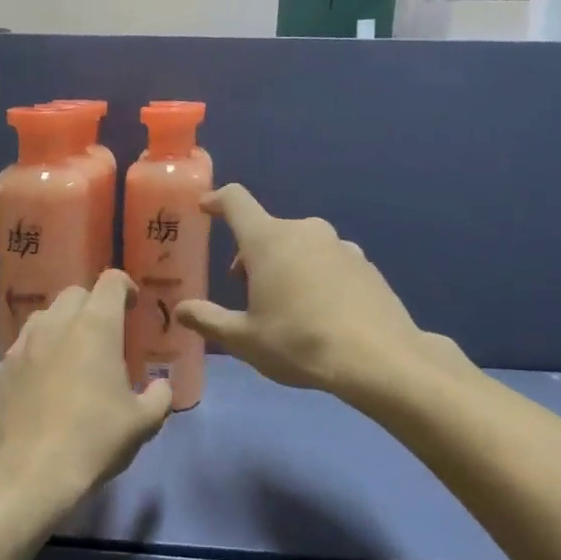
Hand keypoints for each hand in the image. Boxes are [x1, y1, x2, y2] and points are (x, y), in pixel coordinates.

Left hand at [0, 271, 172, 524]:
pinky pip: (21, 349)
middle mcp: (55, 325)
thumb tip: (161, 386)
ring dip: (61, 326)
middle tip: (104, 334)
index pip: (110, 282)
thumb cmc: (95, 440)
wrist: (32, 473)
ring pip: (43, 317)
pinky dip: (36, 355)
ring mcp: (21, 346)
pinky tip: (42, 383)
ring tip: (71, 354)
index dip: (124, 286)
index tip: (132, 305)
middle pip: (74, 294)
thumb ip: (159, 396)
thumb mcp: (144, 422)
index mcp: (95, 328)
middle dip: (92, 305)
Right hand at [176, 184, 441, 400]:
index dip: (217, 200)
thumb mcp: (244, 339)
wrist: (378, 358)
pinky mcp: (365, 264)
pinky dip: (316, 275)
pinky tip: (322, 312)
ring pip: (300, 245)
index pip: (236, 201)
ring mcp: (340, 245)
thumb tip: (182, 309)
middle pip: (268, 230)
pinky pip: (329, 261)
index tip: (205, 209)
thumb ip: (209, 319)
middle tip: (246, 290)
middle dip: (251, 253)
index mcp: (268, 240)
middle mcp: (304, 231)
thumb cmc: (298, 343)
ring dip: (285, 264)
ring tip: (286, 304)